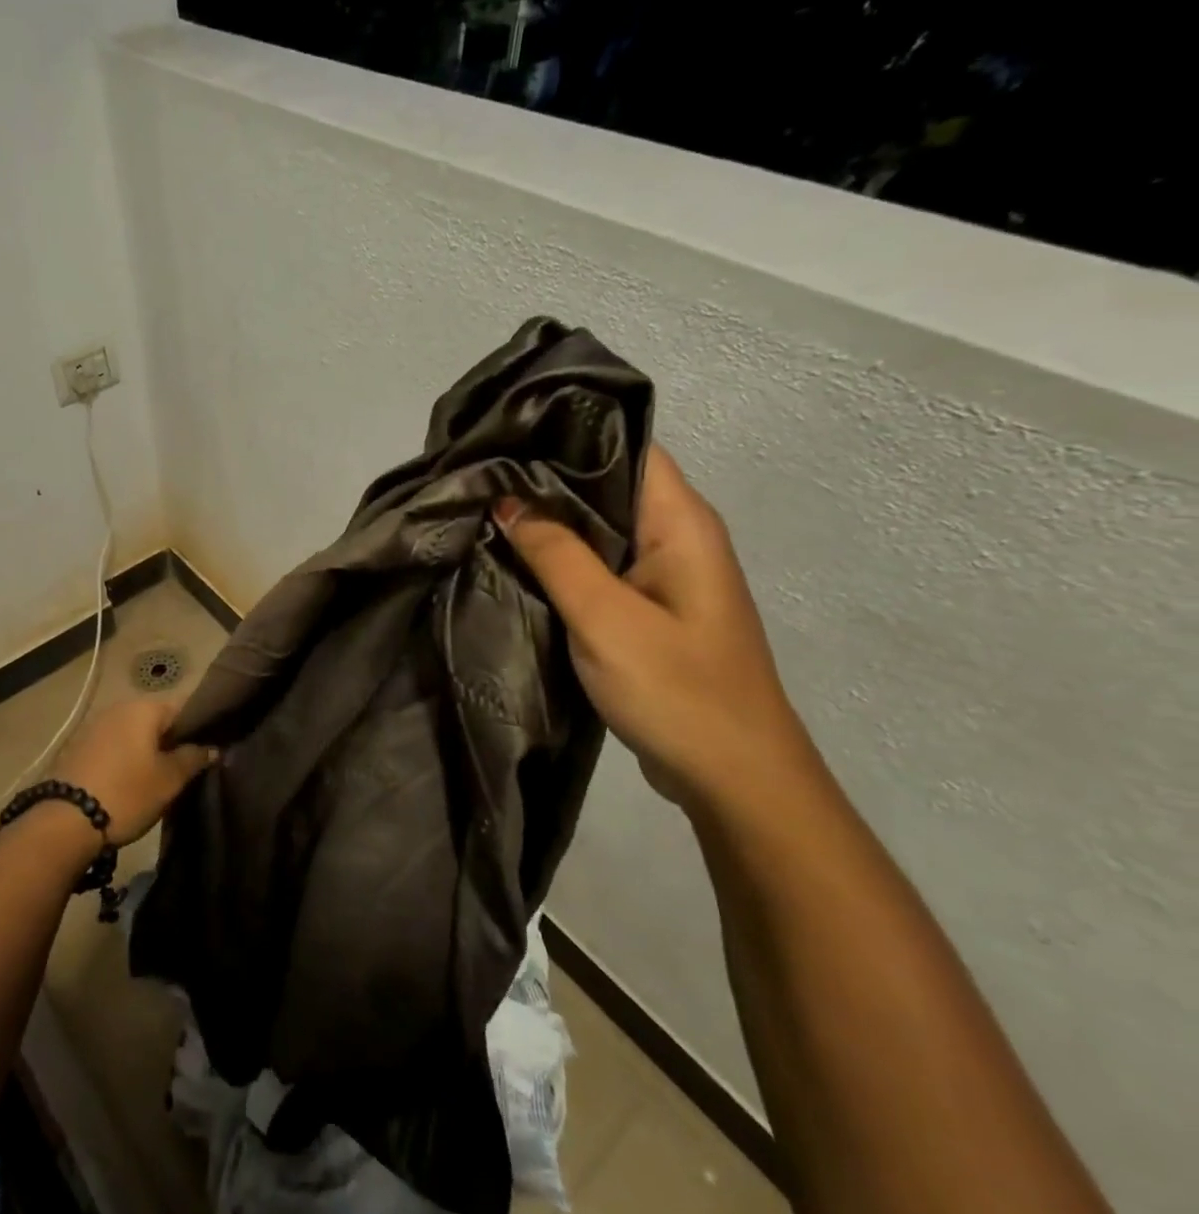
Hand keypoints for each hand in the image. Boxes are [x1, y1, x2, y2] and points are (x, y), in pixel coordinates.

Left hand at [52, 699, 214, 844]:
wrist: (64, 822)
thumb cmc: (126, 794)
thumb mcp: (169, 780)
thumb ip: (193, 758)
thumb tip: (212, 747)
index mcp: (144, 708)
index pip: (184, 707)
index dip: (200, 727)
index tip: (209, 749)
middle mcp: (118, 708)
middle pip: (156, 720)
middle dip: (172, 740)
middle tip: (186, 769)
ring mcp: (94, 726)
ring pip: (133, 733)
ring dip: (147, 751)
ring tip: (159, 778)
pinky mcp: (77, 747)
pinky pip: (113, 746)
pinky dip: (125, 758)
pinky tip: (130, 782)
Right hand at [494, 446, 820, 814]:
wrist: (733, 779)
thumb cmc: (676, 688)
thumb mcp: (604, 616)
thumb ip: (555, 553)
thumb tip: (507, 500)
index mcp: (681, 523)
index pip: (627, 447)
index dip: (570, 434)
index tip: (507, 434)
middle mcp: (677, 537)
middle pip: (607, 485)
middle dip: (546, 478)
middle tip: (480, 473)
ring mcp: (664, 575)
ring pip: (599, 528)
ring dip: (550, 521)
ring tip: (486, 506)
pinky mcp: (648, 609)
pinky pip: (599, 565)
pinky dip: (561, 558)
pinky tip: (515, 558)